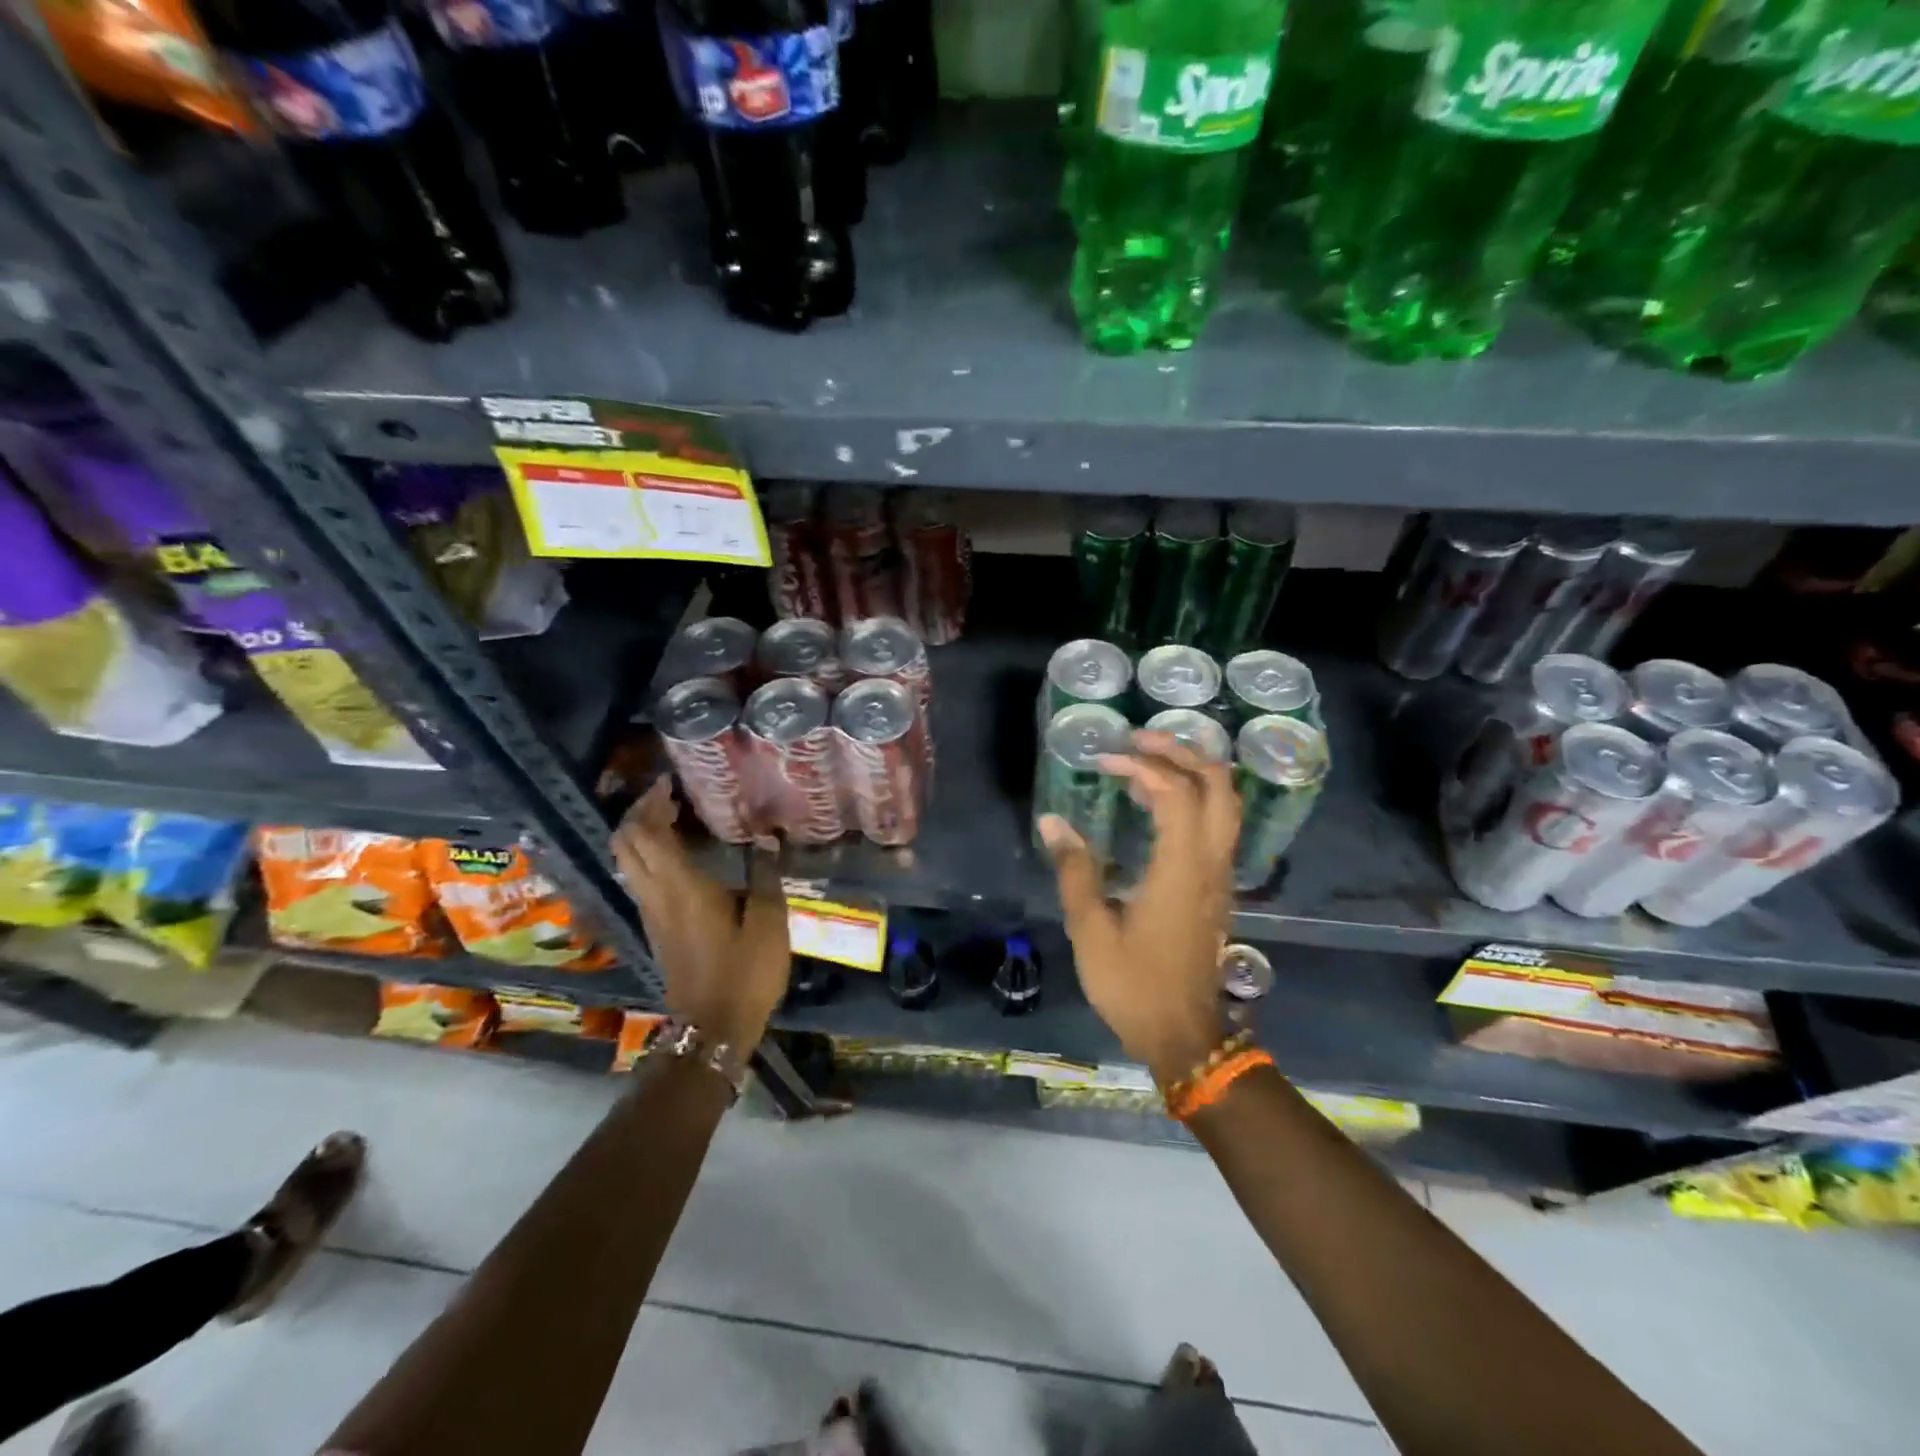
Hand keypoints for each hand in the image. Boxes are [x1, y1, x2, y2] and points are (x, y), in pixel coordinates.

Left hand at [612, 778, 788, 1052]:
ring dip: (642, 834)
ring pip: (628, 862)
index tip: (671, 783)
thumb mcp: (768, 921)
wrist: (713, 1028)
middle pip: (625, 844)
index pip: (646, 833)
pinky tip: (680, 856)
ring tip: (675, 819)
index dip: (651, 803)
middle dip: (640, 813)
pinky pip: (640, 879)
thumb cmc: (745, 971)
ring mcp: (651, 914)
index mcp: (680, 887)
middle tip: (670, 797)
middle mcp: (655, 895)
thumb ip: (764, 875)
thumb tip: (766, 838)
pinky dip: (649, 856)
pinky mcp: (655, 929)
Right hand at [1039, 731, 1238, 1085]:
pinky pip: (1216, 823)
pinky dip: (1193, 796)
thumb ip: (1075, 870)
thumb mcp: (1092, 930)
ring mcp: (1220, 874)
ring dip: (1191, 770)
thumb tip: (1052, 822)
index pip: (1176, 792)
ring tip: (1146, 760)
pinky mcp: (1216, 887)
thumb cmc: (1134, 985)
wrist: (1184, 1035)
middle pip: (1218, 785)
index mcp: (1182, 868)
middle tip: (1138, 739)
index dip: (1141, 765)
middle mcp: (1211, 862)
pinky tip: (1157, 802)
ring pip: (1225, 802)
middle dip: (1181, 752)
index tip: (1104, 760)